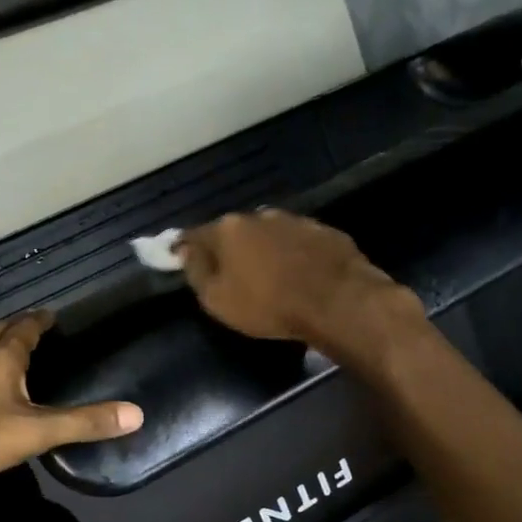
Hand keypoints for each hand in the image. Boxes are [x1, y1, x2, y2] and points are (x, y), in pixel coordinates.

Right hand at [178, 209, 423, 357]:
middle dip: (230, 249)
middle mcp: (259, 216)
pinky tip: (301, 275)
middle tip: (233, 275)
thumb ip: (197, 272)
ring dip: (265, 251)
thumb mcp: (218, 300)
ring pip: (269, 234)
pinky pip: (299, 242)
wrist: (338, 301)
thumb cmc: (269, 305)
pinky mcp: (326, 231)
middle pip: (234, 232)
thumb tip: (185, 251)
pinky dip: (294, 255)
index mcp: (228, 229)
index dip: (186, 249)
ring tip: (270, 277)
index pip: (195, 235)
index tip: (183, 261)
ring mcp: (295, 220)